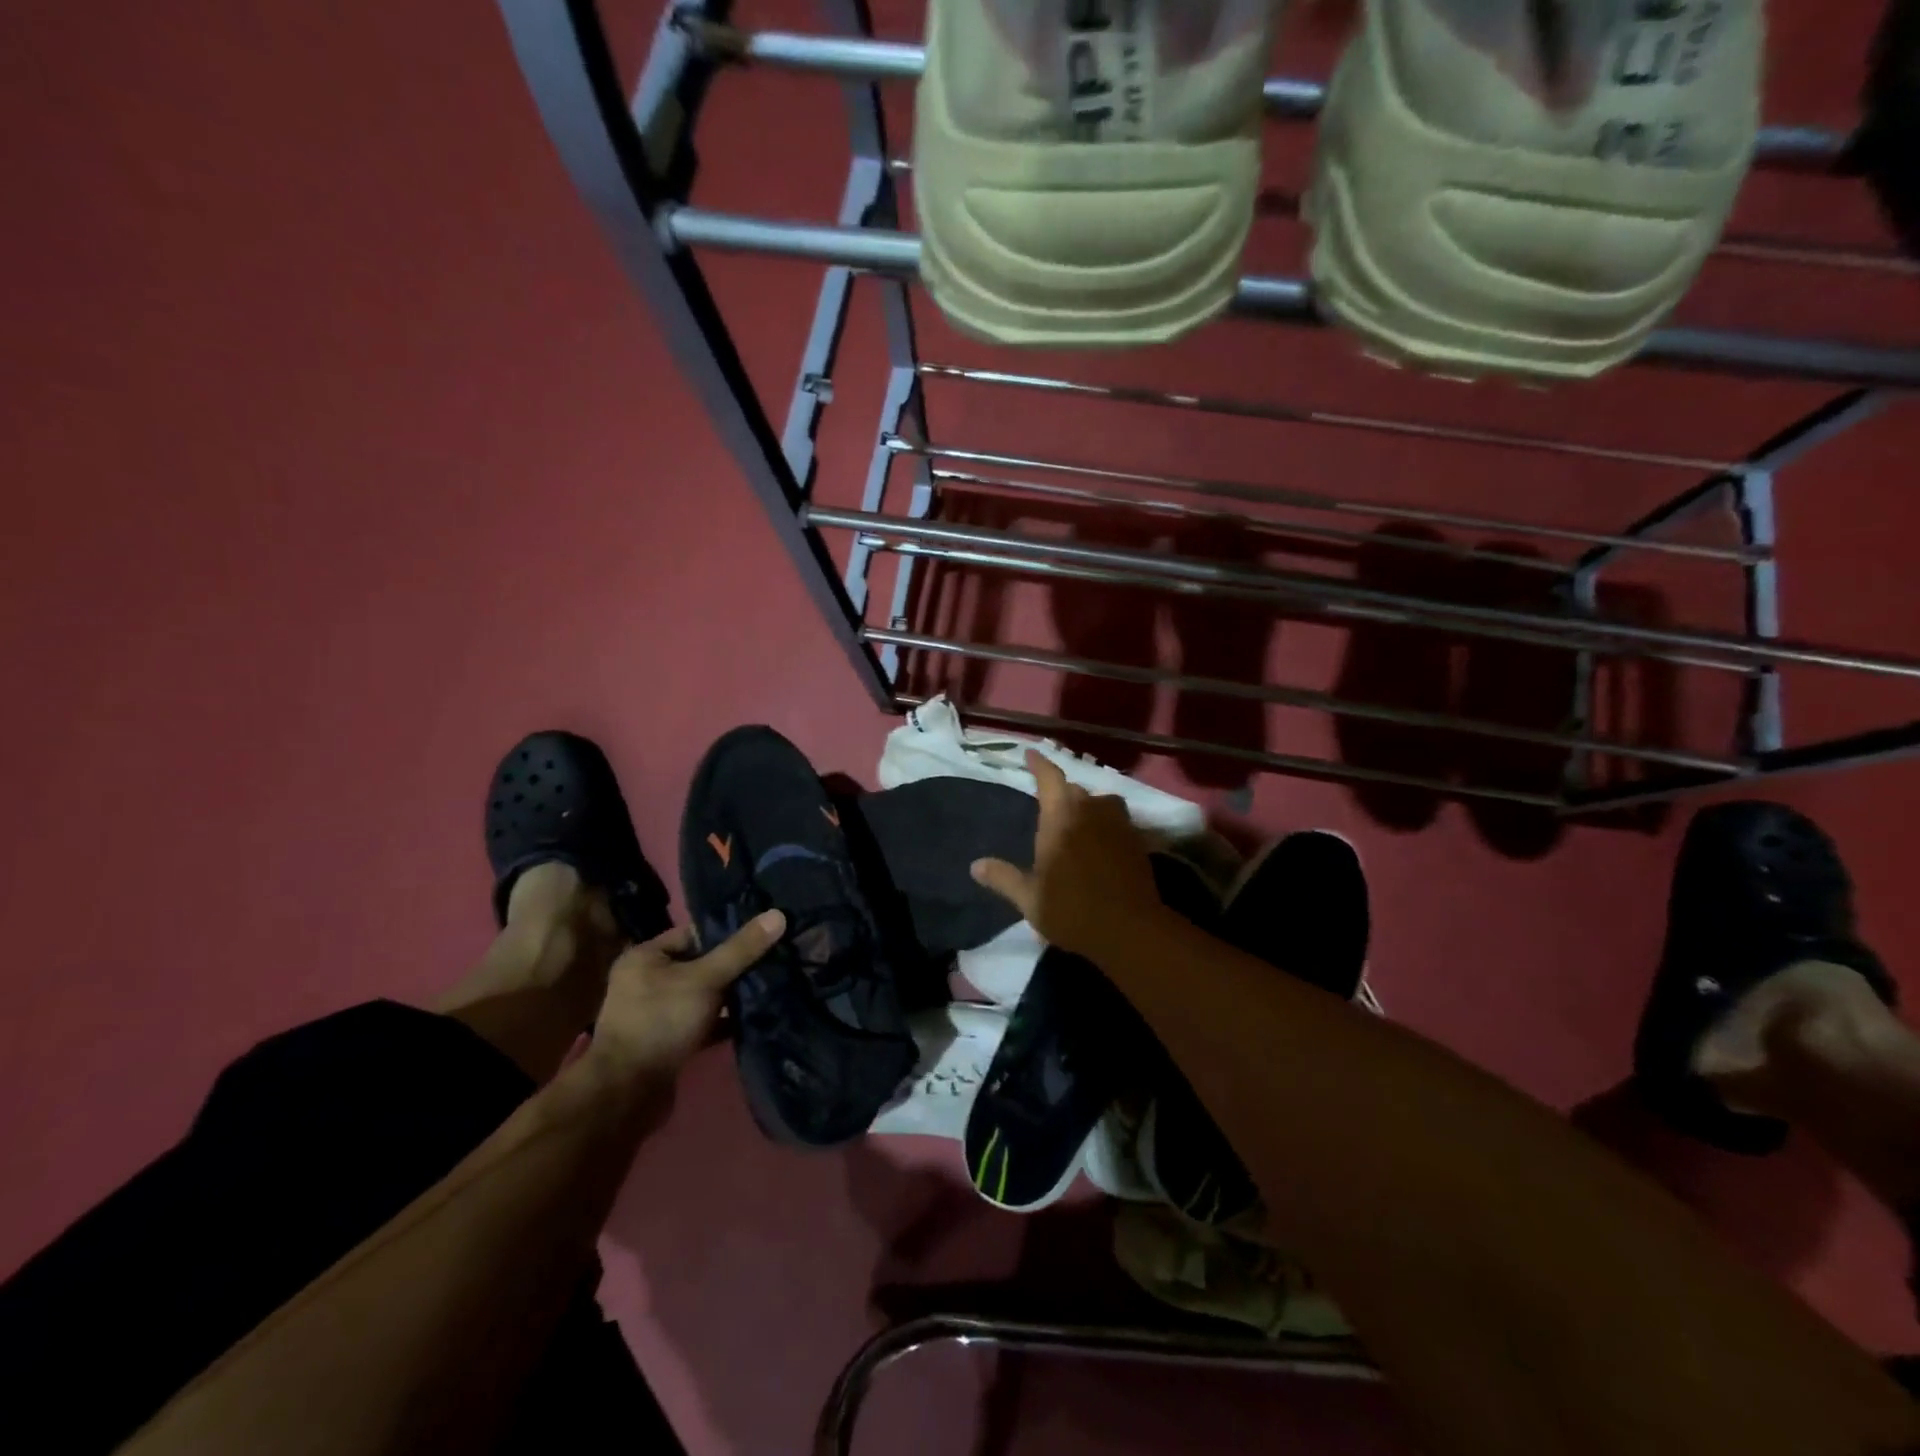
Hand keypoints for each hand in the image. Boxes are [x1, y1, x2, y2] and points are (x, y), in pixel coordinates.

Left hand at [588, 912, 784, 1083]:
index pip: (695, 933)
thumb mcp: (705, 979)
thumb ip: (741, 949)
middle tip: (775, 959)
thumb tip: (778, 915)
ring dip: (733, 994)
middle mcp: (648, 981)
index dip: (730, 932)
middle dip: (736, 965)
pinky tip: (755, 1017)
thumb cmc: (661, 1022)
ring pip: (705, 994)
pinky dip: (725, 1020)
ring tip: (772, 984)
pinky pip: (703, 1021)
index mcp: (646, 957)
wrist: (628, 1094)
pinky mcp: (670, 1041)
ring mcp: (658, 1013)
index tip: (766, 933)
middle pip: (701, 963)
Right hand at [970, 750, 1162, 960]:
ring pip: (1101, 802)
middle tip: (1049, 804)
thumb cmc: (1072, 909)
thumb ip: (1003, 878)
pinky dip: (1107, 825)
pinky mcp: (1138, 842)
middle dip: (1061, 792)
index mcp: (1060, 817)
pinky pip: (1118, 821)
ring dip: (1088, 806)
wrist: (1130, 929)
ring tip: (1078, 821)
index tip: (1030, 754)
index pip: (1049, 778)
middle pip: (1074, 790)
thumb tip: (975, 866)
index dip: (1039, 764)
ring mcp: (1118, 824)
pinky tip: (1102, 843)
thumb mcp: (1029, 898)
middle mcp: (1091, 811)